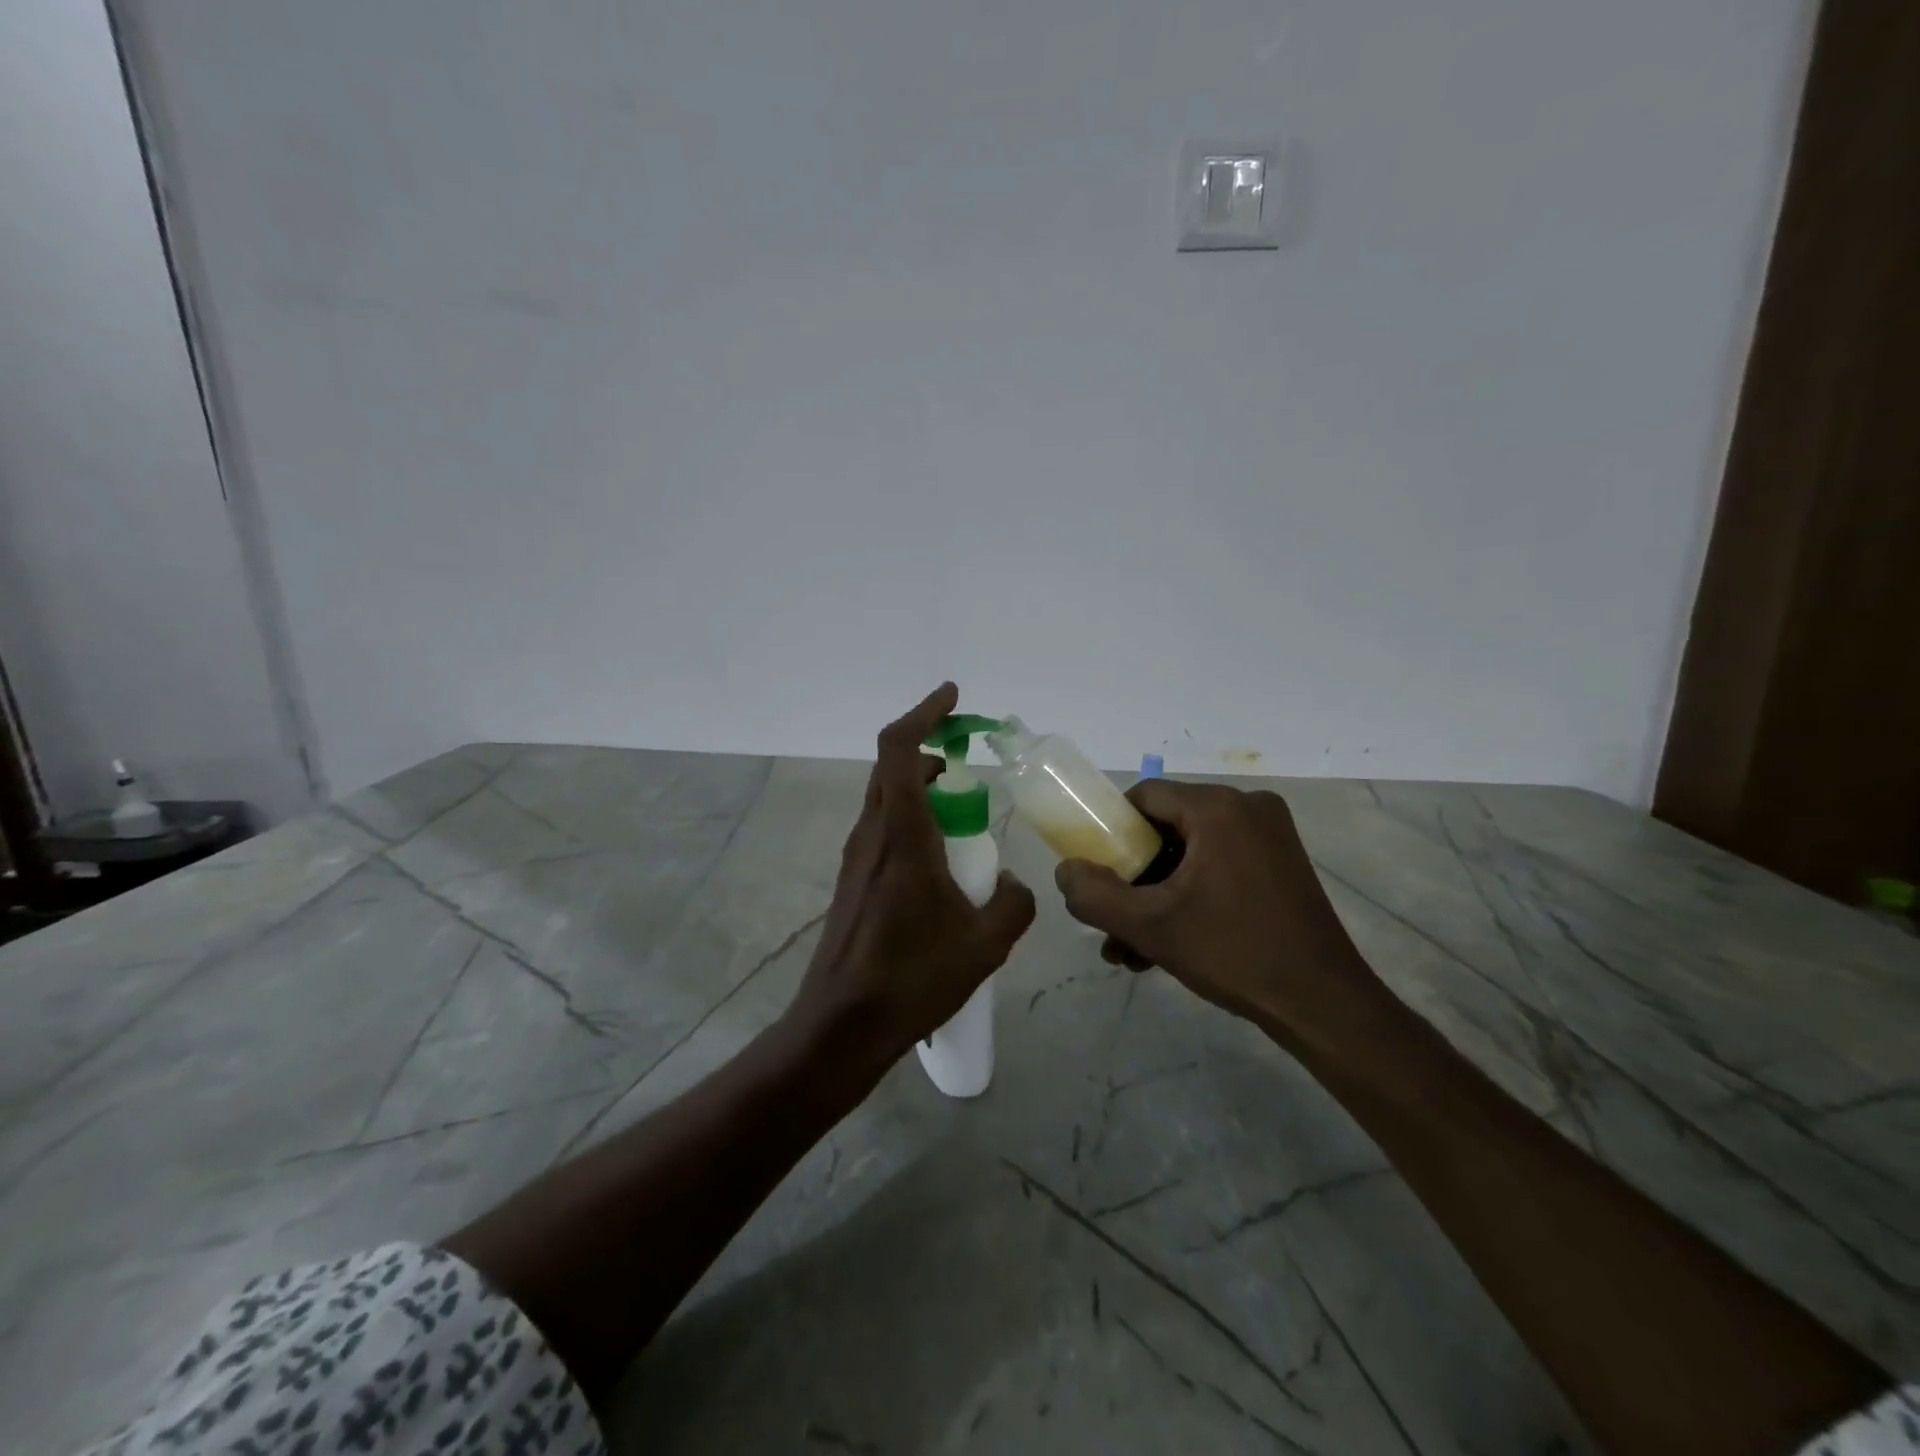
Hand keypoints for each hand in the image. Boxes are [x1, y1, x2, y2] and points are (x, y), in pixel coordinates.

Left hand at [787, 682, 1035, 1069]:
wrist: (842, 1025)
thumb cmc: (913, 978)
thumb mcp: (986, 943)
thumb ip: (1013, 902)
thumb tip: (1010, 883)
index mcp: (902, 836)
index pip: (899, 750)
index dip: (923, 713)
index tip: (953, 697)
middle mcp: (873, 835)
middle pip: (891, 767)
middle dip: (928, 746)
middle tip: (968, 752)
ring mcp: (858, 858)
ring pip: (887, 798)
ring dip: (922, 785)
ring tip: (964, 805)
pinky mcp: (854, 881)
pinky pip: (885, 828)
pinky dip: (914, 817)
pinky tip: (942, 856)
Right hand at [1054, 781, 1384, 1049]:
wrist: (1324, 1006)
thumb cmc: (1234, 953)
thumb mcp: (1151, 926)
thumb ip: (1094, 895)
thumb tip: (1065, 870)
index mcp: (1218, 807)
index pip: (1143, 798)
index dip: (1110, 834)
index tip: (1098, 875)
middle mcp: (1247, 808)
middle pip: (1165, 829)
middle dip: (1133, 879)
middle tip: (1113, 922)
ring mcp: (1269, 836)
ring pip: (1190, 854)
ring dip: (1156, 897)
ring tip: (1131, 950)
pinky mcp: (1280, 864)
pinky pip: (1217, 867)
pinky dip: (1189, 898)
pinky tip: (1165, 948)